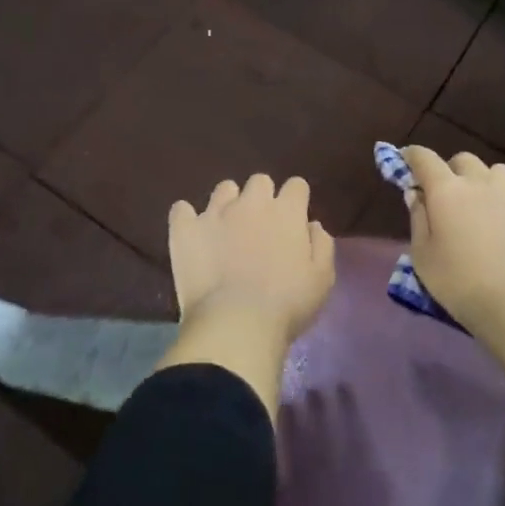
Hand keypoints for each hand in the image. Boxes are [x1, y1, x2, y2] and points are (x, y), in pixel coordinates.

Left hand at [168, 173, 336, 344]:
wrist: (236, 324)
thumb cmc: (287, 305)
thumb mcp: (322, 279)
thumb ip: (322, 245)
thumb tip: (312, 224)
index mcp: (287, 212)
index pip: (296, 185)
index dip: (296, 200)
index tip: (294, 219)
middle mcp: (252, 202)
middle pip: (260, 181)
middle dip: (262, 198)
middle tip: (261, 226)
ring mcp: (215, 213)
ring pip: (224, 189)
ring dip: (228, 203)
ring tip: (226, 228)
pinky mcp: (186, 229)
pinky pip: (181, 210)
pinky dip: (187, 218)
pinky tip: (192, 233)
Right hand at [401, 146, 504, 337]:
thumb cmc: (461, 284)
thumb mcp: (423, 257)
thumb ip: (418, 219)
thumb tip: (416, 194)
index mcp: (447, 191)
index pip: (425, 158)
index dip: (412, 155)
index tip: (405, 159)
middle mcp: (480, 185)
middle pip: (463, 160)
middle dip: (450, 169)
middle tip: (444, 194)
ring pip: (495, 172)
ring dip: (482, 180)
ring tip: (478, 205)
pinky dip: (503, 208)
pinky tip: (502, 235)